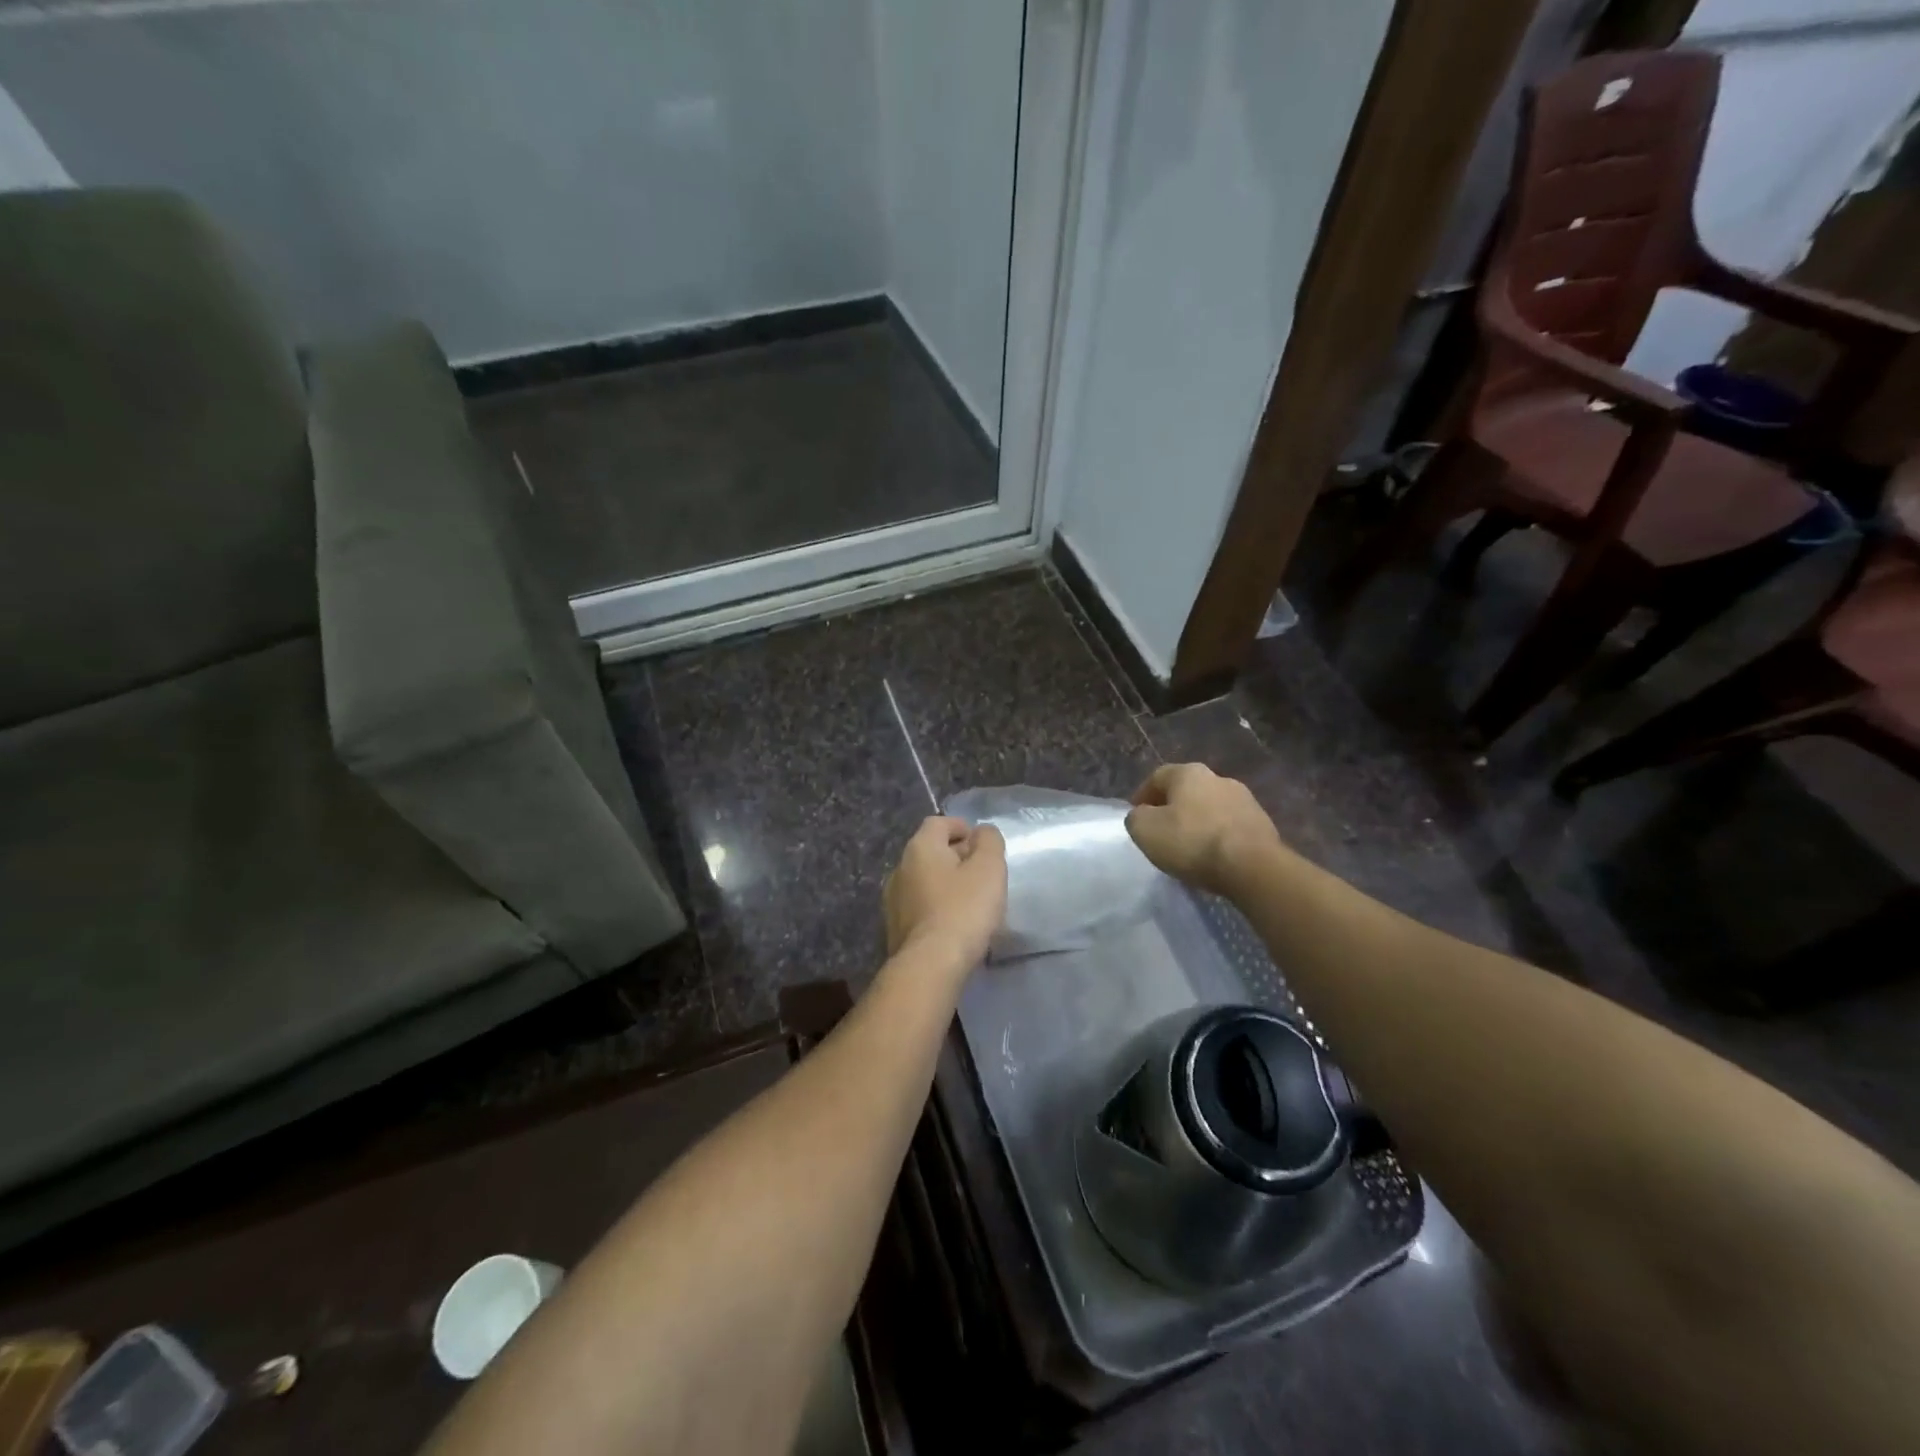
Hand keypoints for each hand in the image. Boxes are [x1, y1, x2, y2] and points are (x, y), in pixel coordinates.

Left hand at [884, 816, 1007, 968]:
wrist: (930, 965)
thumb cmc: (963, 909)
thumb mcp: (989, 868)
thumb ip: (989, 842)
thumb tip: (982, 832)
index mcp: (920, 848)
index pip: (939, 823)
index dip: (962, 828)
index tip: (982, 844)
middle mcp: (900, 868)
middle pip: (930, 851)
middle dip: (956, 856)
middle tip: (982, 872)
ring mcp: (893, 900)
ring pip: (924, 880)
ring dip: (946, 883)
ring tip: (971, 900)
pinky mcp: (895, 928)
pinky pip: (920, 906)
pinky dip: (937, 906)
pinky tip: (955, 923)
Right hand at [1126, 763, 1281, 895]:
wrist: (1252, 866)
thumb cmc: (1192, 842)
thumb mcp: (1145, 830)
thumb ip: (1136, 818)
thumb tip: (1143, 815)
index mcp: (1188, 773)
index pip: (1157, 777)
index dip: (1142, 795)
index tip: (1136, 815)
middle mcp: (1218, 778)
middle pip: (1187, 790)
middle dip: (1172, 807)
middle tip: (1161, 830)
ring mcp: (1245, 799)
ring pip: (1210, 807)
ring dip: (1197, 821)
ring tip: (1188, 845)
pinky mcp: (1262, 823)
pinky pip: (1229, 826)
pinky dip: (1217, 835)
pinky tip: (1212, 854)